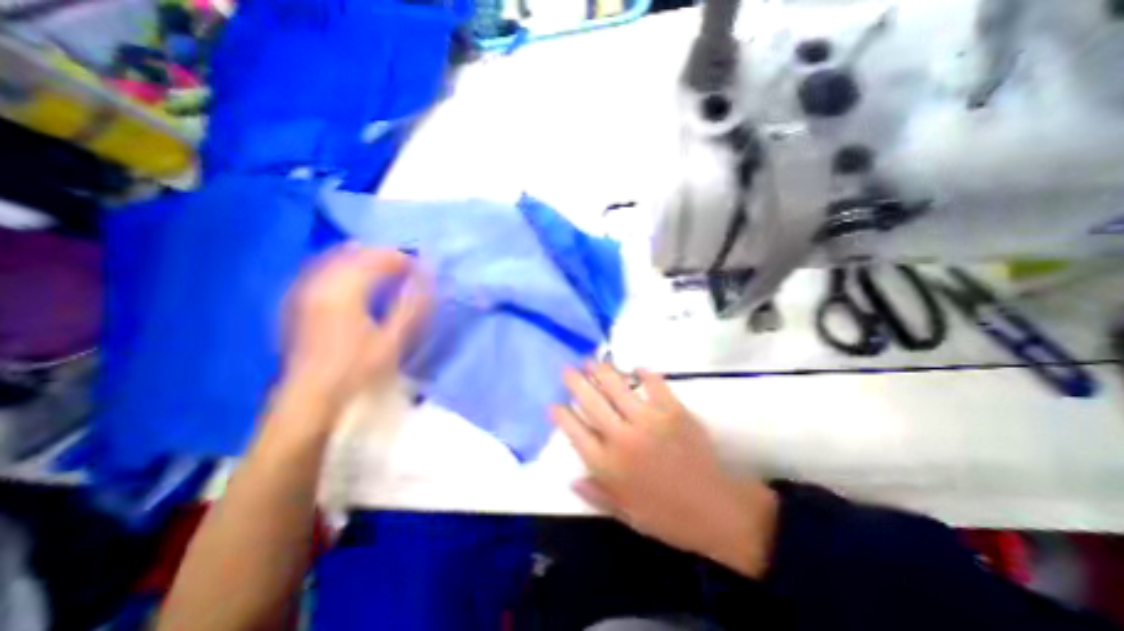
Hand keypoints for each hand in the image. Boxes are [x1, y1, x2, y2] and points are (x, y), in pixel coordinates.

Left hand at [281, 245, 431, 412]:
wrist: (310, 395)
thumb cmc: (357, 368)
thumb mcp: (392, 340)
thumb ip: (412, 306)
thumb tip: (427, 279)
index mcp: (344, 291)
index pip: (376, 259)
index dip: (401, 258)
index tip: (421, 266)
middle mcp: (321, 283)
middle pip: (354, 253)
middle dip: (383, 254)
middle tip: (406, 265)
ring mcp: (305, 290)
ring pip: (335, 258)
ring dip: (363, 258)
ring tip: (385, 267)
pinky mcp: (297, 300)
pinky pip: (322, 269)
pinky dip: (344, 266)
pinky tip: (354, 277)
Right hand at [549, 365, 778, 575]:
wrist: (717, 510)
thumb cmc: (668, 515)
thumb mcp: (626, 514)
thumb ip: (596, 494)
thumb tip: (570, 478)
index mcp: (608, 465)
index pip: (575, 432)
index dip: (562, 415)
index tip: (554, 403)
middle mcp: (623, 437)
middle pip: (591, 402)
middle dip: (575, 382)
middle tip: (568, 369)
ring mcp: (649, 420)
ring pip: (617, 387)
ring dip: (602, 371)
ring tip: (592, 360)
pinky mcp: (673, 410)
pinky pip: (654, 384)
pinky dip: (644, 373)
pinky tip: (636, 368)